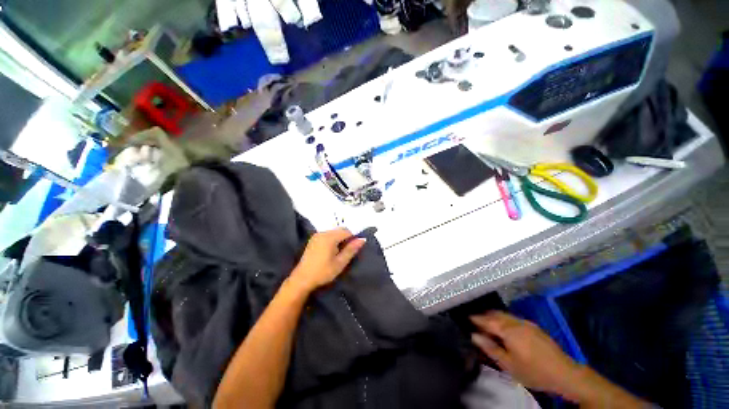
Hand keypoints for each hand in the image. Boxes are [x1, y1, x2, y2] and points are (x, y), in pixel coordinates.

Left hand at [288, 228, 365, 292]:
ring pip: (334, 232)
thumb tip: (362, 239)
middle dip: (346, 238)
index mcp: (330, 237)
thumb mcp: (340, 263)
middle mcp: (323, 233)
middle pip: (340, 230)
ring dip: (339, 239)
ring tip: (339, 253)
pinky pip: (327, 235)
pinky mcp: (313, 239)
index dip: (353, 238)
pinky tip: (331, 251)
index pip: (347, 231)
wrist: (302, 279)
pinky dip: (332, 239)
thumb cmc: (323, 272)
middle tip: (346, 252)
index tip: (354, 249)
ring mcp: (317, 235)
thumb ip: (351, 249)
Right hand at [470, 311, 579, 397]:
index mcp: (508, 330)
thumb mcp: (509, 365)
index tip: (466, 318)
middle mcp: (516, 322)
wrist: (564, 373)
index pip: (487, 320)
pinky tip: (505, 328)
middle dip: (484, 315)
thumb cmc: (533, 371)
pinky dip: (504, 319)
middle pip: (496, 314)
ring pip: (505, 315)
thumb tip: (474, 335)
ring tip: (488, 324)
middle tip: (476, 321)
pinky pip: (513, 318)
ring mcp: (526, 323)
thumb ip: (490, 348)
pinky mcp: (534, 327)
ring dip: (494, 317)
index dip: (476, 318)